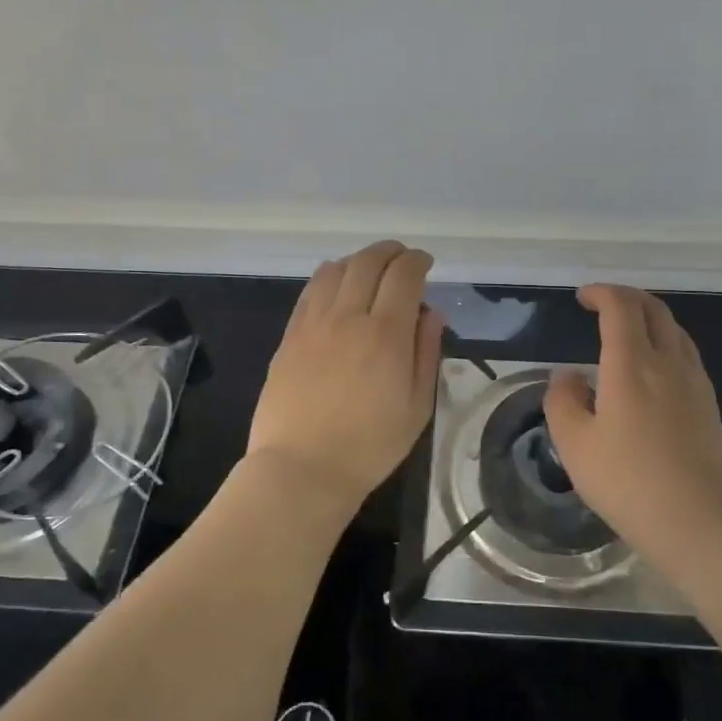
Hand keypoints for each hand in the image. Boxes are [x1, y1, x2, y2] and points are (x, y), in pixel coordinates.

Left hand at [246, 241, 444, 523]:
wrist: (302, 469)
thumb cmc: (370, 446)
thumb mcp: (417, 406)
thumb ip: (426, 352)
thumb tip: (431, 313)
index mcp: (386, 334)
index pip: (404, 275)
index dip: (417, 261)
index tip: (425, 263)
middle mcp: (348, 317)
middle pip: (368, 262)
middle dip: (390, 252)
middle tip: (402, 258)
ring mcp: (313, 323)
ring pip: (336, 269)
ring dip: (359, 260)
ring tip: (370, 271)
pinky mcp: (290, 335)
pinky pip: (310, 290)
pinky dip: (330, 276)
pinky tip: (338, 287)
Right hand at [544, 284, 721, 563]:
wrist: (703, 521)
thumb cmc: (630, 482)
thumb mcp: (575, 445)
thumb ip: (563, 401)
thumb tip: (569, 376)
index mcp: (631, 364)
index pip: (621, 307)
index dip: (601, 293)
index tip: (583, 297)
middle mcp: (668, 363)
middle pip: (654, 310)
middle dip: (627, 297)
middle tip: (604, 304)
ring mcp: (695, 383)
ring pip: (675, 331)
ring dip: (650, 318)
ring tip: (629, 330)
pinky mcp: (710, 406)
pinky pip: (687, 355)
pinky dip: (666, 343)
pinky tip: (655, 369)